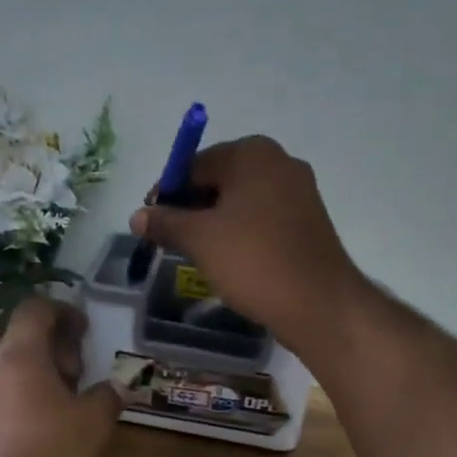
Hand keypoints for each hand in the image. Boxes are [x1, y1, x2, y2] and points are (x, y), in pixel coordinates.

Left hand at [0, 296, 120, 456]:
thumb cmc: (48, 454)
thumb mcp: (92, 423)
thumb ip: (107, 396)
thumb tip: (118, 385)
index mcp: (19, 353)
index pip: (35, 308)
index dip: (63, 311)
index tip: (85, 331)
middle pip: (22, 338)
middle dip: (56, 348)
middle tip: (81, 372)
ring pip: (11, 369)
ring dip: (40, 375)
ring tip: (69, 402)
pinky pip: (1, 396)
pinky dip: (24, 398)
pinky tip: (45, 428)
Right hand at [129, 135, 366, 352]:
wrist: (318, 303)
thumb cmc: (253, 260)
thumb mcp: (199, 239)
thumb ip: (165, 222)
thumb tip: (137, 216)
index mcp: (252, 153)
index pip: (194, 164)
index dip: (167, 193)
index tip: (150, 222)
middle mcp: (279, 161)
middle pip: (219, 179)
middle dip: (191, 207)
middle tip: (171, 240)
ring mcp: (299, 190)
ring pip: (241, 200)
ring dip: (215, 222)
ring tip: (197, 253)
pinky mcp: (308, 219)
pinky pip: (262, 217)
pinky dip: (240, 232)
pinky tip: (229, 259)